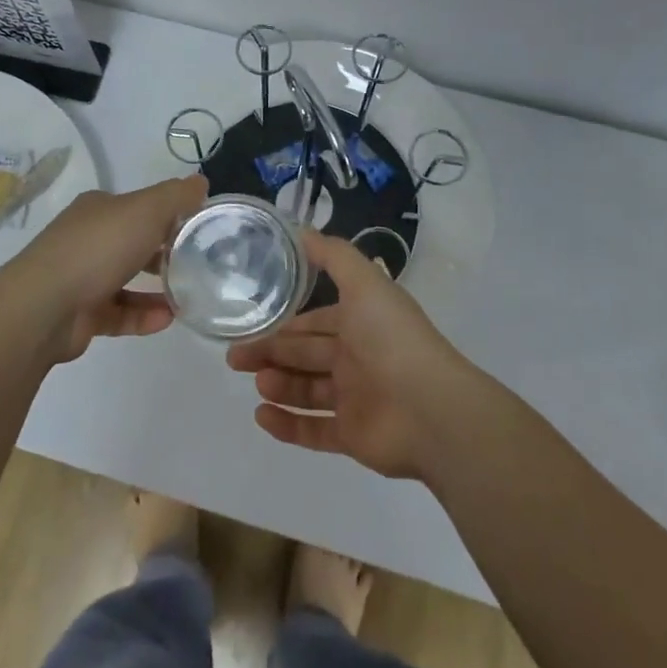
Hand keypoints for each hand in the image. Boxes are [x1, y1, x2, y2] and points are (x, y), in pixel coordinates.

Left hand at [3, 175, 206, 360]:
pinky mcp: (81, 314)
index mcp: (98, 209)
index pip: (139, 206)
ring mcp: (81, 277)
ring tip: (188, 295)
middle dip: (164, 251)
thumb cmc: (98, 248)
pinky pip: (119, 313)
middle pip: (132, 242)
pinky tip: (167, 319)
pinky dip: (143, 315)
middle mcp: (87, 239)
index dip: (169, 213)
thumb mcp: (146, 210)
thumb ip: (176, 196)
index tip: (199, 227)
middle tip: (198, 263)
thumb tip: (201, 181)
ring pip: (126, 280)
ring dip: (157, 287)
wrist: (44, 307)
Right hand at [226, 230, 482, 480]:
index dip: (286, 324)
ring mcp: (356, 400)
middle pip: (305, 356)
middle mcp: (358, 359)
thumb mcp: (364, 283)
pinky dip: (287, 425)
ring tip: (257, 382)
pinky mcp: (352, 436)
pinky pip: (313, 431)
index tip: (252, 323)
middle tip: (235, 356)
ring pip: (306, 391)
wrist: (430, 409)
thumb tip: (302, 231)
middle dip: (271, 353)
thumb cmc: (392, 340)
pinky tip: (261, 416)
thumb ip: (333, 256)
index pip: (316, 322)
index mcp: (361, 323)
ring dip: (278, 385)